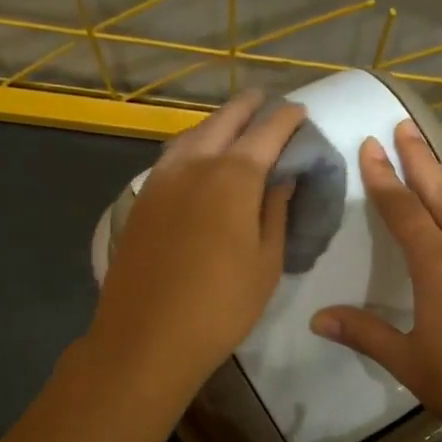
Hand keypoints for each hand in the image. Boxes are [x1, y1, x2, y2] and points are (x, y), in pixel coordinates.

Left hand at [88, 90, 306, 402]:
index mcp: (233, 176)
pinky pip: (172, 156)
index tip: (300, 113)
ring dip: (217, 123)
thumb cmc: (221, 305)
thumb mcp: (266, 262)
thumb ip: (275, 210)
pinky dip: (193, 145)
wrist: (146, 337)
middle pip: (225, 120)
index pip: (267, 131)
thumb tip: (283, 177)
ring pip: (192, 134)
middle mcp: (194, 164)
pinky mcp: (141, 199)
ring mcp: (161, 179)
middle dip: (249, 107)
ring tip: (235, 125)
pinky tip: (200, 158)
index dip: (287, 119)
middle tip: (267, 104)